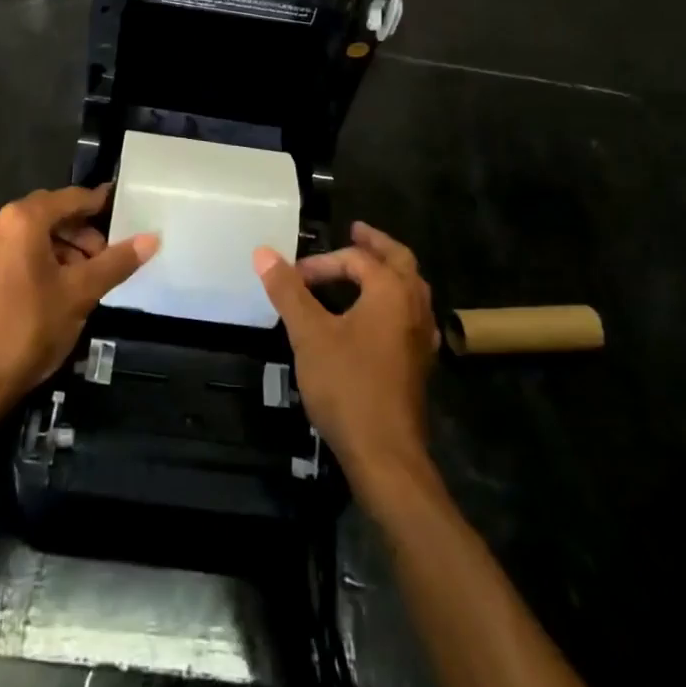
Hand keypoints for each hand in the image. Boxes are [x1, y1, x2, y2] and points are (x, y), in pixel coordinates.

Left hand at [0, 184, 157, 401]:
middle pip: (51, 213)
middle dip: (82, 232)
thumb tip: (152, 238)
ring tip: (86, 276)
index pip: (71, 198)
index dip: (100, 204)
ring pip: (33, 233)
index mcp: (23, 219)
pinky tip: (58, 286)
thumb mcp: (80, 293)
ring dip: (63, 246)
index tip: (125, 212)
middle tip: (107, 257)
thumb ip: (116, 262)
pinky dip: (41, 257)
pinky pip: (16, 249)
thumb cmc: (29, 329)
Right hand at [254, 222, 438, 490]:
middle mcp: (413, 307)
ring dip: (389, 272)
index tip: (294, 277)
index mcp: (391, 292)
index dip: (323, 263)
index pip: (357, 260)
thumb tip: (264, 252)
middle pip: (400, 261)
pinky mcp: (418, 363)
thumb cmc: (347, 386)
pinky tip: (380, 317)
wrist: (385, 455)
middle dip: (376, 245)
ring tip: (366, 268)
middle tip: (357, 231)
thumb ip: (288, 291)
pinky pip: (411, 315)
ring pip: (411, 289)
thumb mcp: (309, 334)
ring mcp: (420, 337)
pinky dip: (394, 301)